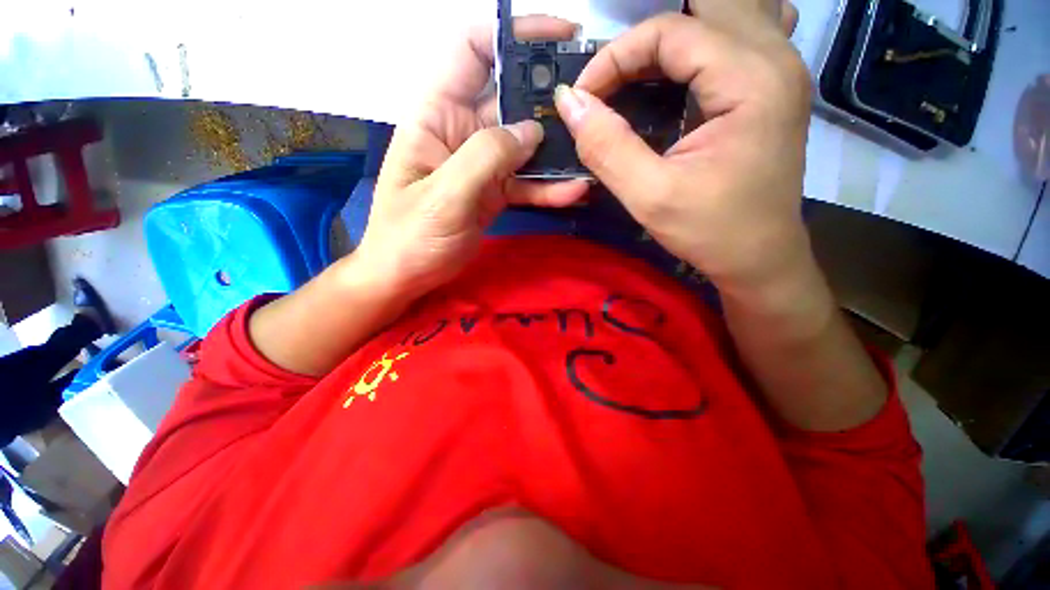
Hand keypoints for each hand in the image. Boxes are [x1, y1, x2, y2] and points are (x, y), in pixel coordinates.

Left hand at [355, 17, 589, 300]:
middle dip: (548, 96)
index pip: (471, 50)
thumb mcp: (443, 195)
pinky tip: (574, 191)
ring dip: (556, 150)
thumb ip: (485, 157)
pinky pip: (525, 183)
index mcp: (436, 115)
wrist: (407, 275)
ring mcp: (481, 165)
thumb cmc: (410, 236)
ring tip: (590, 152)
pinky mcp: (494, 193)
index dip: (512, 33)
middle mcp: (462, 132)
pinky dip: (548, 187)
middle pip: (509, 98)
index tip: (559, 37)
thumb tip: (532, 131)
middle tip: (590, 103)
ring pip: (524, 145)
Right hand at [554, 0, 809, 290]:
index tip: (584, 98)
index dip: (616, 57)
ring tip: (640, 71)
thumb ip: (607, 147)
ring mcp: (782, 68)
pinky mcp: (775, 87)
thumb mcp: (650, 197)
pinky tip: (684, 69)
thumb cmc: (710, 232)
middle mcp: (776, 57)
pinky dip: (703, 42)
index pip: (671, 31)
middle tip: (611, 80)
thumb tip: (569, 103)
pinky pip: (742, 34)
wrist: (759, 258)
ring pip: (727, 12)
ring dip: (677, 34)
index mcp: (750, 79)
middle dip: (643, 40)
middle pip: (703, 8)